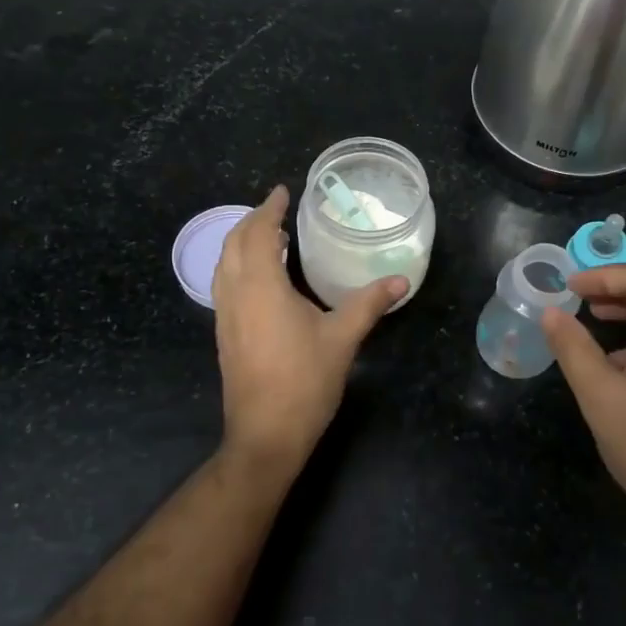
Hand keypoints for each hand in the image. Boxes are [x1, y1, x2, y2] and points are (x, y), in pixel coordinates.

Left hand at [211, 186, 405, 476]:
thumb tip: (401, 279)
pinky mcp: (224, 336)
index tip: (283, 191)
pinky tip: (260, 278)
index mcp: (261, 288)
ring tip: (267, 237)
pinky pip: (225, 286)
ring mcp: (225, 317)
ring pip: (223, 265)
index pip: (257, 234)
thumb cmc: (305, 382)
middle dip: (252, 221)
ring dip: (241, 243)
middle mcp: (235, 295)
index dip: (269, 209)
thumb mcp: (343, 339)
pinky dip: (238, 266)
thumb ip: (370, 303)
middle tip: (277, 211)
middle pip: (233, 244)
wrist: (265, 434)